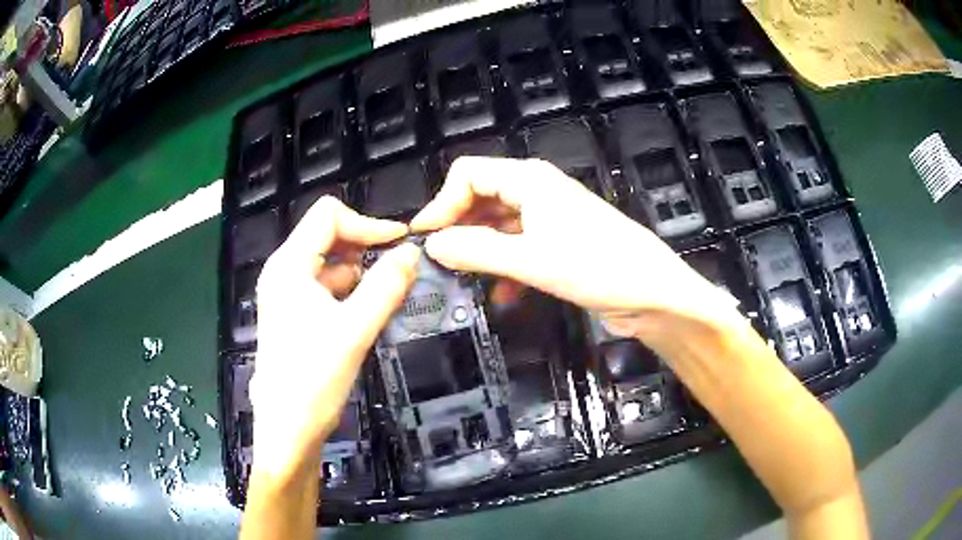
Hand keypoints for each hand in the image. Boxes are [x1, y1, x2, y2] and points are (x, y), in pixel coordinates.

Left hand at [251, 197, 419, 476]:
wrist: (288, 429)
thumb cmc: (314, 379)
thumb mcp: (355, 330)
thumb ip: (386, 286)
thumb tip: (412, 251)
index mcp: (289, 265)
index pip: (329, 216)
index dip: (367, 224)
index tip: (401, 244)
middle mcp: (283, 271)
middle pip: (327, 235)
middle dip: (364, 247)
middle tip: (399, 269)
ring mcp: (286, 293)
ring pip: (329, 262)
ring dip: (359, 271)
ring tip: (387, 293)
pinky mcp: (293, 313)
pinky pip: (326, 287)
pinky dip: (349, 291)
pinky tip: (367, 312)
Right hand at [410, 157, 736, 335]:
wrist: (653, 294)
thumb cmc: (599, 268)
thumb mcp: (532, 259)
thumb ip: (478, 250)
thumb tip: (433, 245)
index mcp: (529, 180)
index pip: (468, 174)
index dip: (441, 203)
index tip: (424, 238)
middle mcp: (536, 191)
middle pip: (480, 197)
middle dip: (457, 226)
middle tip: (438, 261)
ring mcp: (548, 218)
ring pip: (497, 225)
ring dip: (478, 249)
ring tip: (461, 277)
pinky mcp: (557, 243)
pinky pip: (517, 246)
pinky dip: (503, 265)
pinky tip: (500, 292)